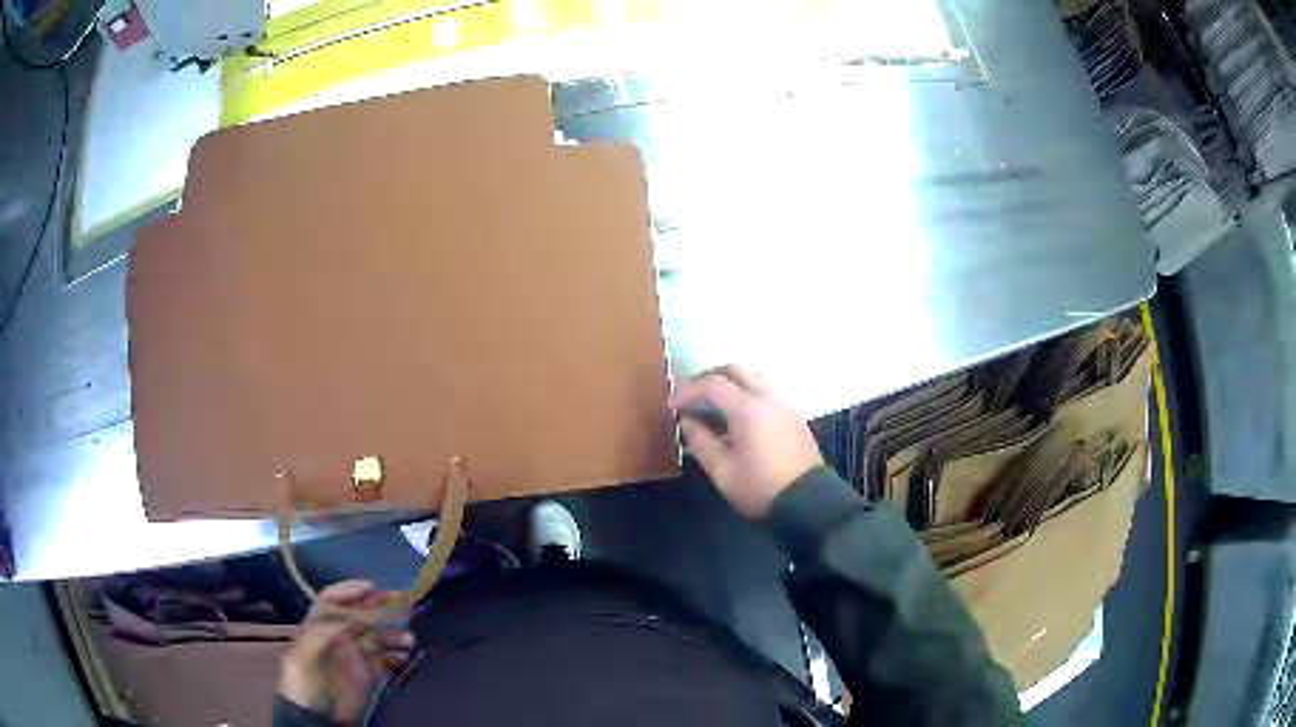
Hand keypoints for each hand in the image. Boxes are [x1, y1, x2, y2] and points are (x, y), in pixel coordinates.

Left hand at [278, 580, 414, 721]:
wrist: (316, 717)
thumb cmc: (305, 682)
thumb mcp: (305, 654)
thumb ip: (325, 631)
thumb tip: (354, 615)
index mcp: (317, 627)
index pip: (332, 600)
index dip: (350, 590)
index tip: (372, 586)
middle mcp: (336, 636)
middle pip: (358, 614)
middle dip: (379, 605)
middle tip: (404, 600)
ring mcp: (352, 656)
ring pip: (376, 636)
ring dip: (393, 634)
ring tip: (408, 640)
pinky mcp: (366, 674)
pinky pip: (384, 658)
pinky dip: (396, 655)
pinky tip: (405, 656)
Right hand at [670, 365, 823, 518]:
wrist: (808, 502)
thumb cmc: (759, 488)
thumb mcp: (722, 471)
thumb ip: (700, 441)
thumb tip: (687, 420)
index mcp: (748, 409)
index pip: (712, 385)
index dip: (688, 391)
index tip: (672, 406)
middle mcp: (768, 398)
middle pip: (735, 370)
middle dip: (709, 378)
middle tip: (691, 397)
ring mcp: (784, 405)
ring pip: (753, 379)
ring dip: (730, 385)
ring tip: (712, 408)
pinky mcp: (793, 417)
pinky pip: (765, 393)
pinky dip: (746, 396)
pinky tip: (735, 421)